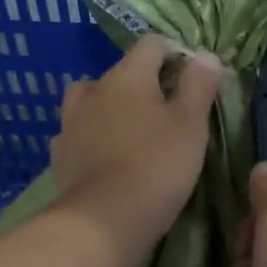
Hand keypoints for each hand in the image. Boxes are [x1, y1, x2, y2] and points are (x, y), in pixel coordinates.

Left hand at [50, 35, 224, 256]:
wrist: (104, 221)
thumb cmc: (157, 166)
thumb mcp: (191, 125)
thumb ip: (199, 86)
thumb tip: (206, 56)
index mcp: (126, 76)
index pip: (151, 45)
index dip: (174, 54)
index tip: (192, 79)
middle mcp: (92, 91)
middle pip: (119, 74)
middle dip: (141, 86)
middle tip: (165, 113)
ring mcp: (70, 123)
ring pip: (92, 103)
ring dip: (111, 110)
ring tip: (131, 134)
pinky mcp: (60, 156)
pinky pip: (79, 135)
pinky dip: (93, 139)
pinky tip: (106, 158)